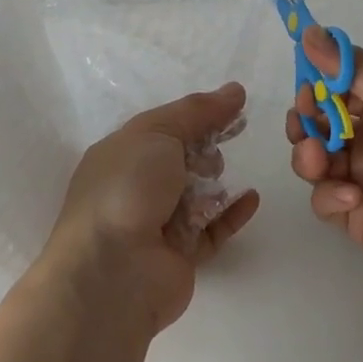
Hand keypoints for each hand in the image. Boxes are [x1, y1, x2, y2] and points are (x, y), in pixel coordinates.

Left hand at [41, 84, 259, 333]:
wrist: (111, 272)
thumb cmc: (127, 188)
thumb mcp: (158, 132)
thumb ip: (198, 111)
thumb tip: (235, 90)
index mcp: (122, 154)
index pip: (164, 127)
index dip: (198, 116)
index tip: (234, 107)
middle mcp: (137, 187)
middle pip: (182, 159)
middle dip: (204, 150)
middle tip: (212, 153)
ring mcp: (158, 223)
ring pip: (198, 194)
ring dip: (215, 182)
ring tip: (218, 178)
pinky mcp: (181, 256)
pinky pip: (214, 229)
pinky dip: (232, 213)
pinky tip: (251, 198)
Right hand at [287, 27, 362, 286]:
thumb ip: (353, 68)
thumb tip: (311, 30)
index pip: (338, 89)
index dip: (317, 85)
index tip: (307, 87)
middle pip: (319, 124)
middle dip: (305, 120)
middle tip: (306, 122)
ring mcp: (361, 177)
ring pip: (314, 159)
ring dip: (308, 154)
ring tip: (320, 159)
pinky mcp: (355, 214)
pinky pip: (324, 199)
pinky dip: (329, 194)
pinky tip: (351, 195)